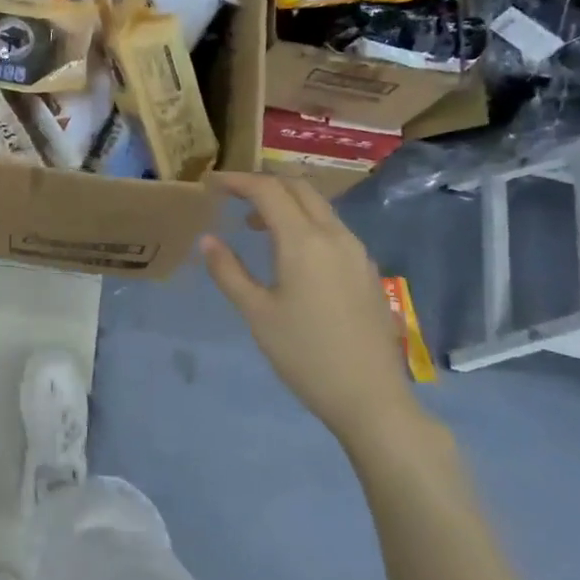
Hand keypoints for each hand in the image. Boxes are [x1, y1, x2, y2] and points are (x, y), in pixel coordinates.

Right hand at [201, 173, 426, 451]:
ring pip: (319, 206)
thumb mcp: (257, 314)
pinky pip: (332, 228)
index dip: (237, 181)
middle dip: (263, 184)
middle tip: (232, 196)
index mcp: (304, 241)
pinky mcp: (366, 270)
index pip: (268, 191)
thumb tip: (208, 240)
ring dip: (285, 203)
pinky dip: (304, 222)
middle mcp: (335, 236)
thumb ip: (229, 271)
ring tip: (255, 225)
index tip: (211, 184)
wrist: (371, 398)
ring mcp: (356, 252)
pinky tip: (289, 252)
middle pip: (298, 188)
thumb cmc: (305, 355)